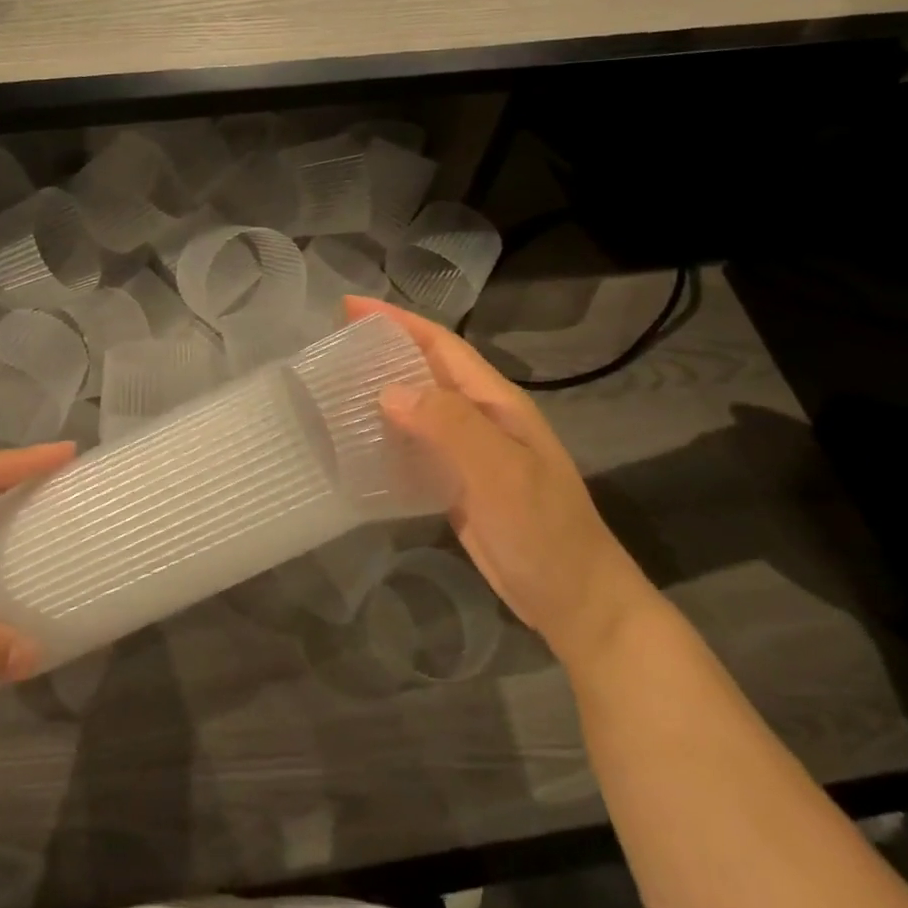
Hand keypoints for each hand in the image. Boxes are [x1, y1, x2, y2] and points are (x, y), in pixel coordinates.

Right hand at [344, 297, 656, 663]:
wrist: (575, 601)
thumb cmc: (543, 530)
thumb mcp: (501, 472)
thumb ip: (450, 425)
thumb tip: (388, 390)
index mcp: (496, 402)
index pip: (441, 346)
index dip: (398, 322)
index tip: (350, 306)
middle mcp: (480, 418)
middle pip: (426, 370)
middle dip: (384, 349)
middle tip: (333, 342)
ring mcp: (469, 452)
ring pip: (418, 407)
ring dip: (380, 390)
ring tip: (334, 385)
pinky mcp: (456, 483)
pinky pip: (415, 445)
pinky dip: (386, 435)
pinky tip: (357, 441)